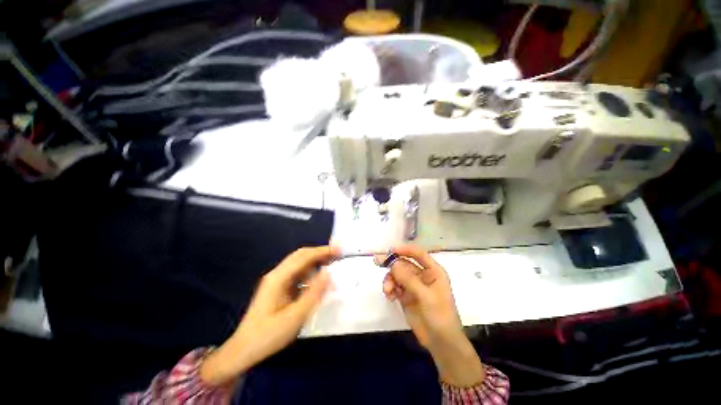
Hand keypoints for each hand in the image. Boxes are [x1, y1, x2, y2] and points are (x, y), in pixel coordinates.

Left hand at [201, 246, 338, 386]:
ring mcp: (277, 281)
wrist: (243, 351)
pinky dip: (311, 273)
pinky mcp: (279, 288)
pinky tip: (319, 279)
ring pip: (300, 264)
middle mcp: (277, 275)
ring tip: (332, 263)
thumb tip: (328, 272)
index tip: (338, 250)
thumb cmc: (268, 336)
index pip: (303, 257)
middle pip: (301, 256)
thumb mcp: (295, 317)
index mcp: (278, 278)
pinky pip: (298, 275)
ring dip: (316, 262)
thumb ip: (313, 293)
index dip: (322, 251)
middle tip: (338, 254)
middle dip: (320, 253)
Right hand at [376, 245, 484, 386]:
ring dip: (390, 279)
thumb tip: (393, 263)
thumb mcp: (425, 296)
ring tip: (387, 290)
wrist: (441, 343)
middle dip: (392, 263)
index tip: (391, 250)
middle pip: (404, 263)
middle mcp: (422, 276)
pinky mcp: (406, 296)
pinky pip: (394, 286)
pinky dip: (390, 288)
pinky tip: (389, 296)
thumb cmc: (440, 316)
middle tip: (377, 261)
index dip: (405, 250)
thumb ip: (408, 279)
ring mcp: (413, 286)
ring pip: (397, 275)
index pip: (418, 254)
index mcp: (433, 271)